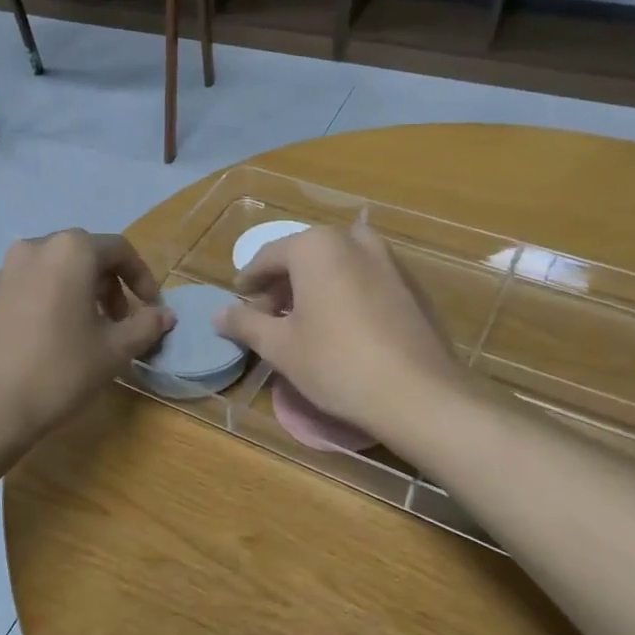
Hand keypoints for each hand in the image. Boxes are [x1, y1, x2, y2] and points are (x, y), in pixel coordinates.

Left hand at [0, 229, 172, 449]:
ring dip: (78, 292)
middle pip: (84, 255)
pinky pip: (27, 286)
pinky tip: (49, 338)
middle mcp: (34, 249)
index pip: (118, 249)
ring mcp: (3, 271)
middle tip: (118, 322)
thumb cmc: (59, 371)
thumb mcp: (113, 351)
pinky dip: (48, 300)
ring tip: (85, 331)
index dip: (141, 277)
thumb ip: (145, 326)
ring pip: (53, 270)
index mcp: (69, 252)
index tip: (149, 307)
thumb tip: (165, 315)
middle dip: (109, 285)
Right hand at [214, 222, 468, 449]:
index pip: (269, 256)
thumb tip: (218, 314)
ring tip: (303, 319)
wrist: (417, 393)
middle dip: (283, 282)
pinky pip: (366, 279)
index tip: (239, 300)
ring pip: (338, 264)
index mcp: (316, 247)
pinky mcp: (411, 286)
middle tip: (267, 314)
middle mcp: (353, 241)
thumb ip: (246, 323)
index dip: (249, 280)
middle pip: (305, 255)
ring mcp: (388, 261)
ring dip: (315, 285)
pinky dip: (345, 292)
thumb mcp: (279, 346)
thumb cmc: (335, 363)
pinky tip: (342, 326)